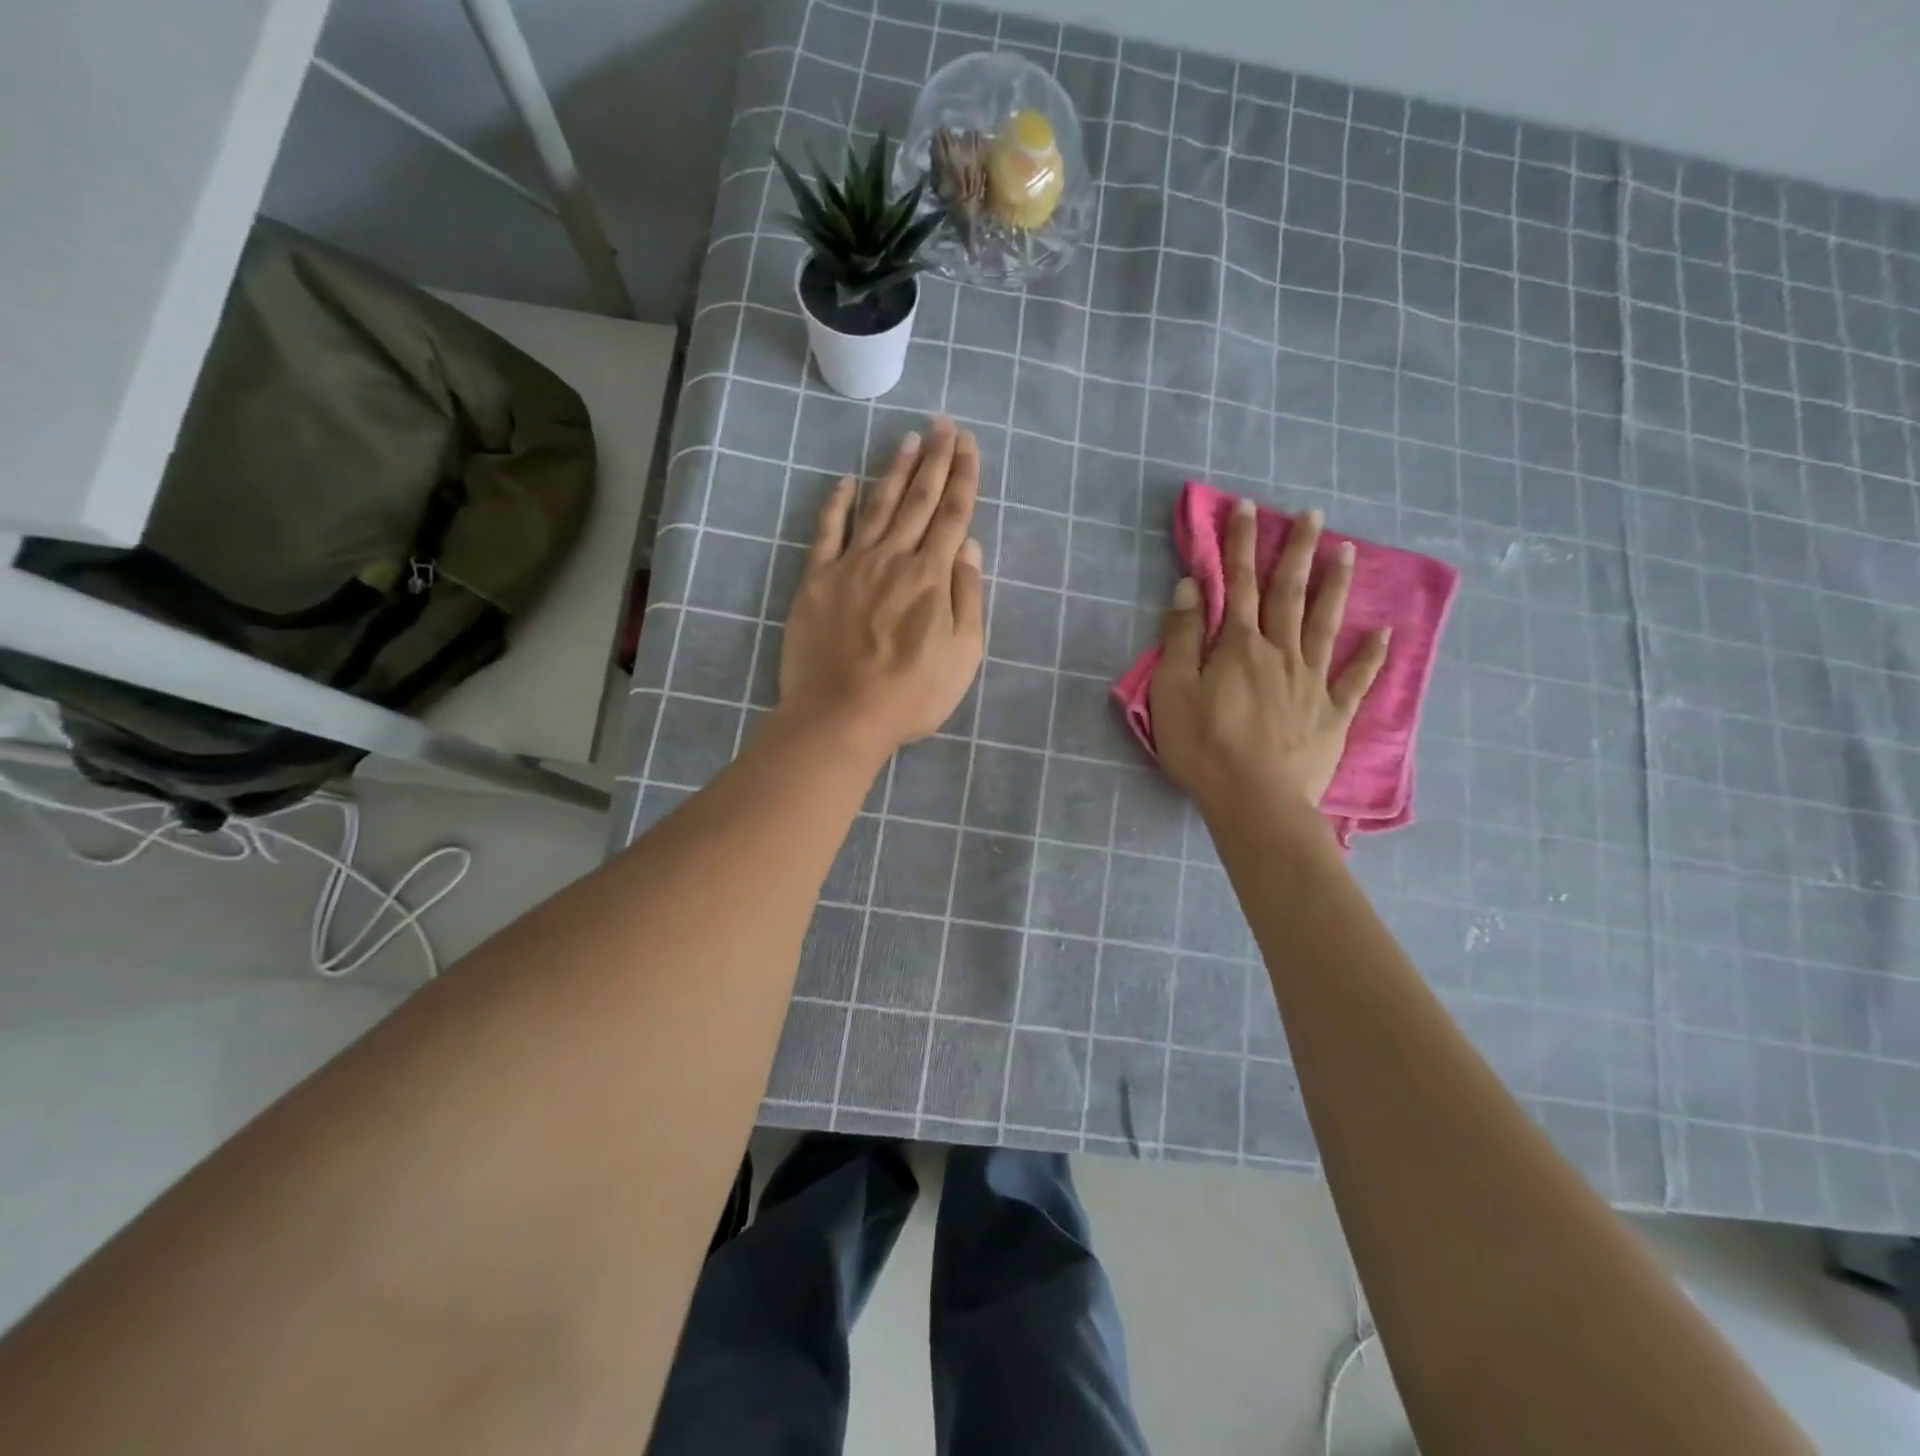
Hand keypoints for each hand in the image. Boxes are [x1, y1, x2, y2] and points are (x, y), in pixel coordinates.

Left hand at [778, 418, 984, 762]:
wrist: (841, 715)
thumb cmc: (911, 694)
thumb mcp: (963, 655)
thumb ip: (968, 597)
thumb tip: (968, 547)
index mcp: (932, 577)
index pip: (952, 515)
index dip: (963, 477)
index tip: (968, 444)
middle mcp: (893, 559)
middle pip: (917, 500)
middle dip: (934, 460)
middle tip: (942, 425)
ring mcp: (851, 565)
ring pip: (877, 507)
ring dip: (894, 470)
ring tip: (907, 439)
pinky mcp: (817, 580)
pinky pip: (827, 532)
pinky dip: (836, 504)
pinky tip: (845, 482)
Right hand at [1149, 498, 1389, 821]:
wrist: (1255, 801)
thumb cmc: (1204, 747)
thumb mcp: (1174, 691)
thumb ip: (1182, 637)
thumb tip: (1191, 587)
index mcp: (1239, 646)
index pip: (1238, 584)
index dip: (1240, 544)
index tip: (1248, 507)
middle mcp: (1281, 652)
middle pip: (1289, 593)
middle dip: (1296, 551)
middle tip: (1312, 514)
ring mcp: (1312, 682)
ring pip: (1326, 623)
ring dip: (1335, 585)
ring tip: (1347, 551)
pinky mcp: (1332, 713)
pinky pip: (1356, 678)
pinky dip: (1372, 654)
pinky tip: (1384, 632)